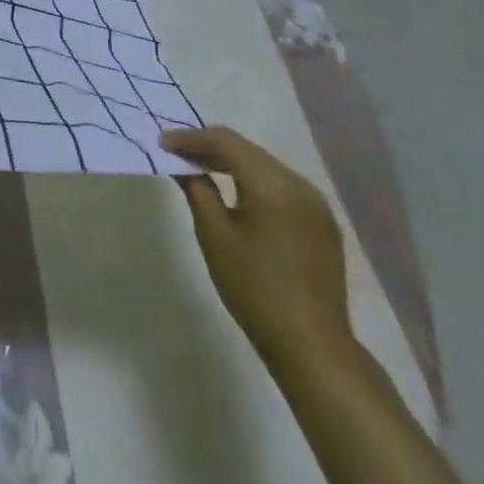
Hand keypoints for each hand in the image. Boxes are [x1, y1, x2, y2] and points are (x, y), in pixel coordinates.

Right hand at [160, 126, 354, 375]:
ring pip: (264, 165)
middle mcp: (300, 185)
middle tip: (175, 152)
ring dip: (230, 162)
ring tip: (198, 168)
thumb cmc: (253, 288)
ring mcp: (316, 204)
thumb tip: (181, 162)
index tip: (162, 143)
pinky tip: (233, 190)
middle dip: (209, 147)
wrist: (311, 345)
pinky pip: (280, 185)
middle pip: (247, 150)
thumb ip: (197, 188)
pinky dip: (252, 180)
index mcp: (273, 185)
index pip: (226, 142)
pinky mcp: (321, 222)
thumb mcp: (214, 234)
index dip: (191, 138)